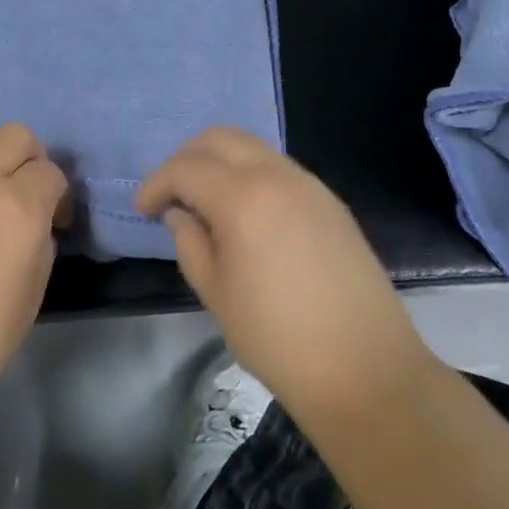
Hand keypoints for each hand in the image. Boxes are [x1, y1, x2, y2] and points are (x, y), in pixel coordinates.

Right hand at [136, 128, 427, 415]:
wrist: (365, 369)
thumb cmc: (278, 339)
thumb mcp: (216, 294)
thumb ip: (190, 243)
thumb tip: (180, 214)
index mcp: (243, 198)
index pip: (185, 168)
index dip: (156, 183)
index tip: (143, 209)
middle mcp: (277, 176)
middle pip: (220, 138)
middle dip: (187, 158)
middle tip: (172, 194)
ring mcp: (310, 185)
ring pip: (252, 147)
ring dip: (220, 162)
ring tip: (206, 203)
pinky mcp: (330, 201)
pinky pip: (279, 168)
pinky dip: (250, 174)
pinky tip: (245, 214)